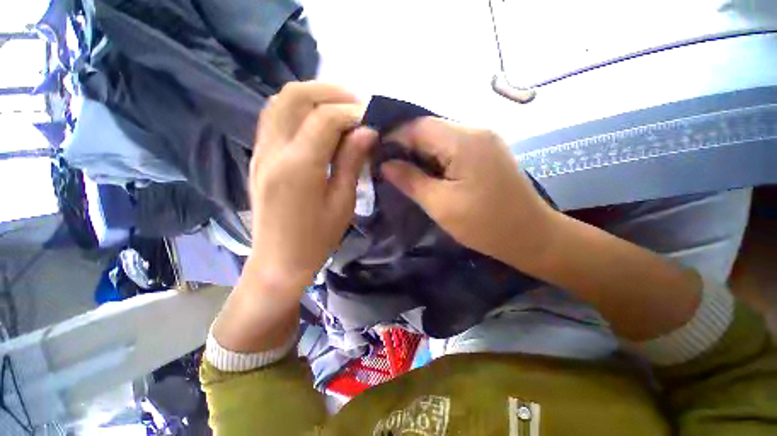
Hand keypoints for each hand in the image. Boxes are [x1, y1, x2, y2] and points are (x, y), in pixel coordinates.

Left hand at [249, 82, 375, 291]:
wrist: (279, 260)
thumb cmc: (317, 239)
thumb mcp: (342, 203)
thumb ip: (351, 162)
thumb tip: (367, 131)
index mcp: (298, 167)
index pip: (325, 118)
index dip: (352, 112)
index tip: (372, 119)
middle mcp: (273, 150)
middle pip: (296, 96)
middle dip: (330, 92)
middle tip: (357, 105)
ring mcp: (261, 151)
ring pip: (280, 101)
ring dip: (312, 96)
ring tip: (339, 108)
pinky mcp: (259, 156)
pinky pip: (274, 117)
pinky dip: (298, 109)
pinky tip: (317, 121)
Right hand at [381, 117, 558, 270]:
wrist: (531, 236)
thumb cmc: (484, 224)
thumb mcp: (440, 205)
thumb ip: (410, 180)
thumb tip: (385, 164)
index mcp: (463, 141)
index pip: (418, 126)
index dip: (393, 137)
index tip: (375, 154)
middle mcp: (475, 130)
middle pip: (430, 128)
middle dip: (405, 144)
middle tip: (387, 165)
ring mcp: (484, 139)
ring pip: (440, 136)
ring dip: (420, 151)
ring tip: (403, 170)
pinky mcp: (487, 151)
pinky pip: (453, 146)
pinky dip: (435, 156)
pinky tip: (427, 171)